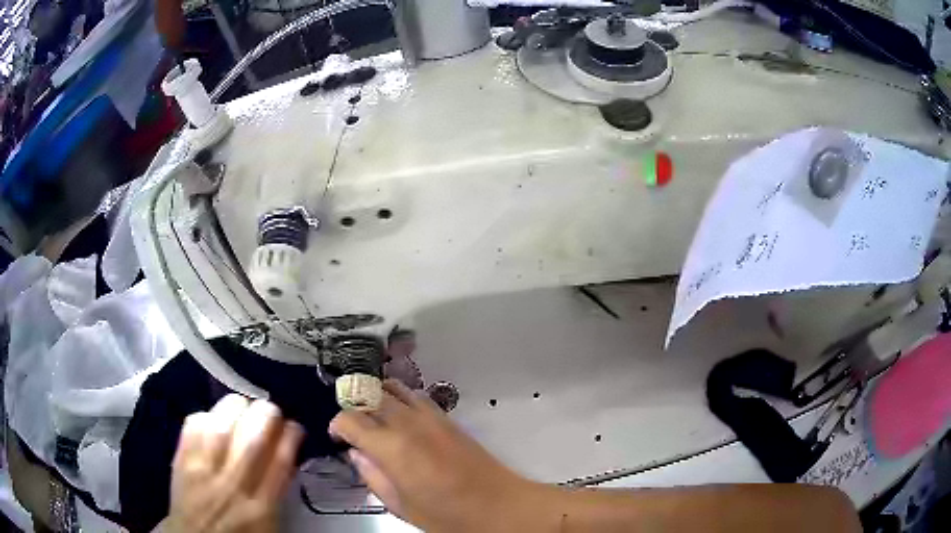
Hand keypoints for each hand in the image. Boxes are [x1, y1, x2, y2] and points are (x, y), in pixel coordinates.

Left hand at [166, 395, 304, 532]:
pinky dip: (205, 415)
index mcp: (262, 509)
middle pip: (252, 440)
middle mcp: (234, 486)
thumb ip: (277, 493)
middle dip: (266, 415)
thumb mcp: (268, 525)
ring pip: (221, 427)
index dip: (290, 438)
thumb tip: (286, 458)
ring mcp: (204, 472)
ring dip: (236, 407)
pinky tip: (214, 416)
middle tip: (271, 410)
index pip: (280, 464)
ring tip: (244, 404)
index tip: (294, 426)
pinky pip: (192, 429)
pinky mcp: (181, 462)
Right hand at [329, 380, 543, 532]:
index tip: (337, 437)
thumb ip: (373, 477)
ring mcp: (431, 416)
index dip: (337, 425)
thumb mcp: (401, 506)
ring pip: (394, 388)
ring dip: (377, 396)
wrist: (500, 506)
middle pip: (370, 395)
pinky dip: (400, 398)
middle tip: (352, 426)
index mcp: (392, 448)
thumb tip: (357, 455)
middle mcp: (409, 423)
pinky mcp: (448, 418)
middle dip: (354, 405)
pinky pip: (416, 396)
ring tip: (373, 417)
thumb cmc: (447, 516)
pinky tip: (400, 416)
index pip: (351, 419)